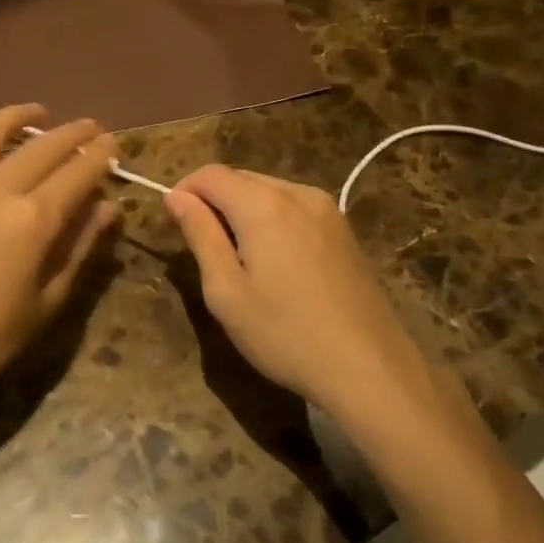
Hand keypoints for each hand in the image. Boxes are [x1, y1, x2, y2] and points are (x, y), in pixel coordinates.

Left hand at [0, 105, 117, 409]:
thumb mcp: (49, 299)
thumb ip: (80, 247)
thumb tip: (109, 207)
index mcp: (33, 220)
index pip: (77, 173)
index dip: (100, 156)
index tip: (112, 145)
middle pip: (43, 146)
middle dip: (73, 133)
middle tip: (90, 128)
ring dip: (19, 115)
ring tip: (38, 114)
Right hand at [165, 165, 416, 414]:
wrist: (370, 368)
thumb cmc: (285, 334)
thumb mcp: (226, 290)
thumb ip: (200, 234)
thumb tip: (176, 196)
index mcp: (263, 203)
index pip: (210, 174)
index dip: (184, 191)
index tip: (173, 224)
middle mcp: (296, 192)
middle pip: (240, 178)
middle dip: (214, 201)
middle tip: (204, 249)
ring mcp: (326, 208)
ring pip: (268, 191)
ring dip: (243, 211)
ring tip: (239, 259)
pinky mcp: (344, 229)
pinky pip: (294, 207)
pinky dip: (272, 220)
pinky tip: (276, 263)